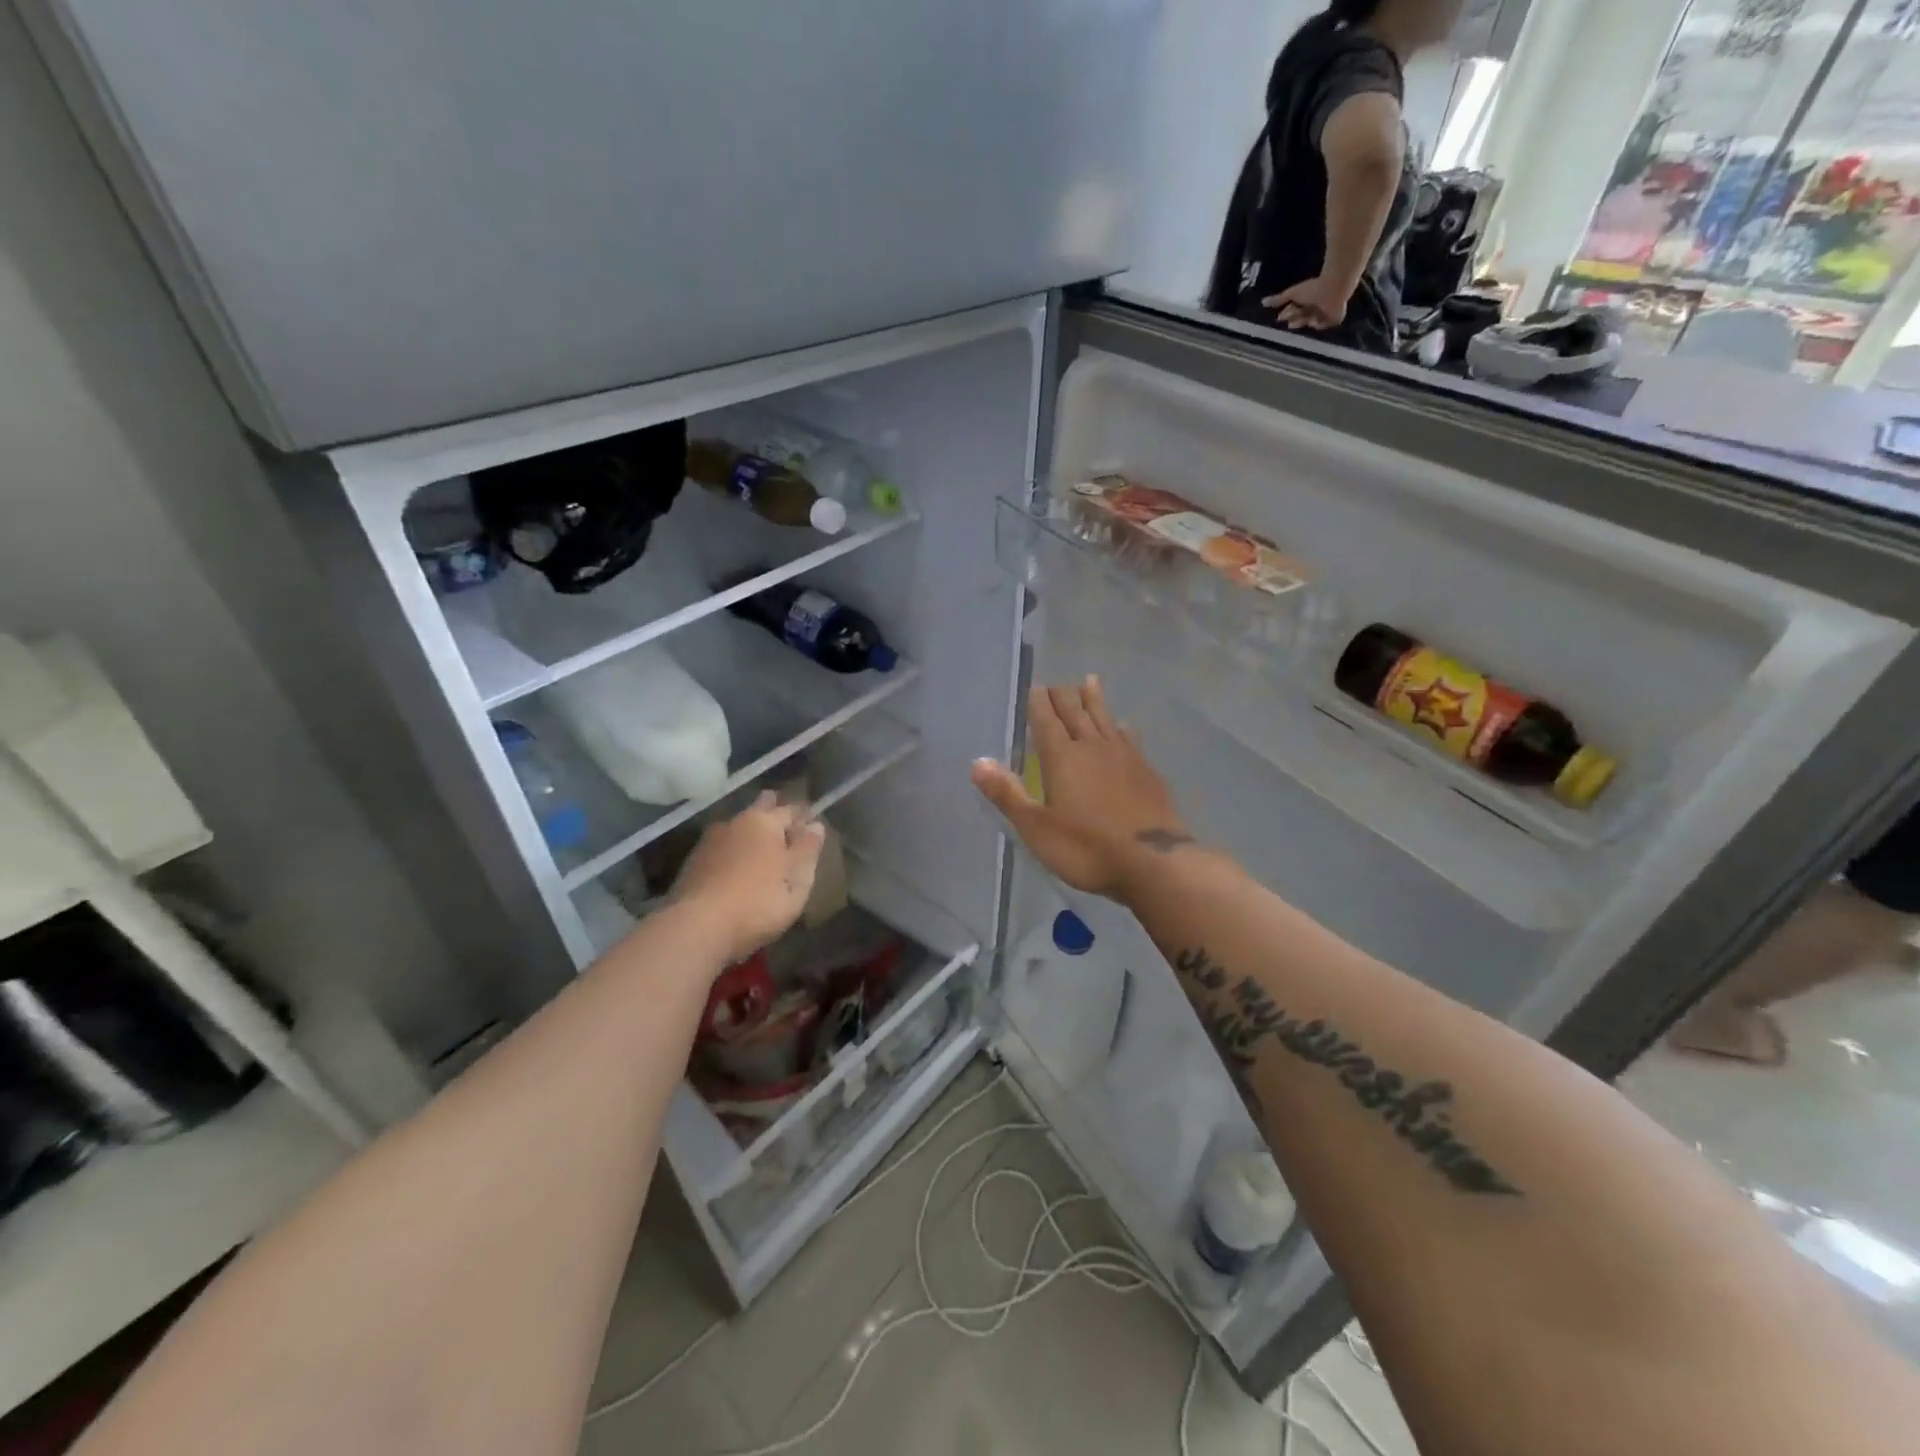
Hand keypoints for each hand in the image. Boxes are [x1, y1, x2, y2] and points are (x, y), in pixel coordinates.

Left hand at [669, 793, 825, 966]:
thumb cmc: (759, 900)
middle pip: (759, 809)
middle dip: (772, 810)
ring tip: (760, 846)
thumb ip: (808, 849)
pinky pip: (721, 850)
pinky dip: (732, 853)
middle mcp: (735, 823)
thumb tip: (815, 824)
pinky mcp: (691, 865)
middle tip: (784, 822)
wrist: (697, 927)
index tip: (812, 819)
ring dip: (749, 833)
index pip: (790, 809)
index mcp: (764, 822)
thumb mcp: (797, 878)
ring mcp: (709, 843)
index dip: (804, 814)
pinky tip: (735, 868)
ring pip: (736, 828)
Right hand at [970, 677, 1190, 901]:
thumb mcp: (1036, 828)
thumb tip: (978, 761)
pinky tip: (1124, 726)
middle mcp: (1093, 747)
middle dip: (1063, 696)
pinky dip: (1121, 727)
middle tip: (1056, 683)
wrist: (1154, 862)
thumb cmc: (1087, 848)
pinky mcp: (1147, 771)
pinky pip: (1130, 738)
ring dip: (1095, 700)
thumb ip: (1007, 794)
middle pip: (1076, 713)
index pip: (1046, 720)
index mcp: (1062, 758)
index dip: (1038, 702)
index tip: (1035, 686)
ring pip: (1105, 719)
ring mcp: (1124, 757)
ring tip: (1090, 681)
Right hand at [1263, 275, 1349, 331]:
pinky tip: (1315, 320)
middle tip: (1289, 323)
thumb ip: (1279, 299)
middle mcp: (1315, 306)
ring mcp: (1325, 313)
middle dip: (1295, 320)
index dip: (1287, 314)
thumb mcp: (1292, 294)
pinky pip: (1322, 326)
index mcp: (1307, 299)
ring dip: (1304, 321)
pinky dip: (1318, 324)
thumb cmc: (1312, 289)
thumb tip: (1263, 302)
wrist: (1332, 289)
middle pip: (1301, 317)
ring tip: (1304, 319)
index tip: (1280, 317)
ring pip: (1310, 322)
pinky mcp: (1334, 319)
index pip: (1295, 310)